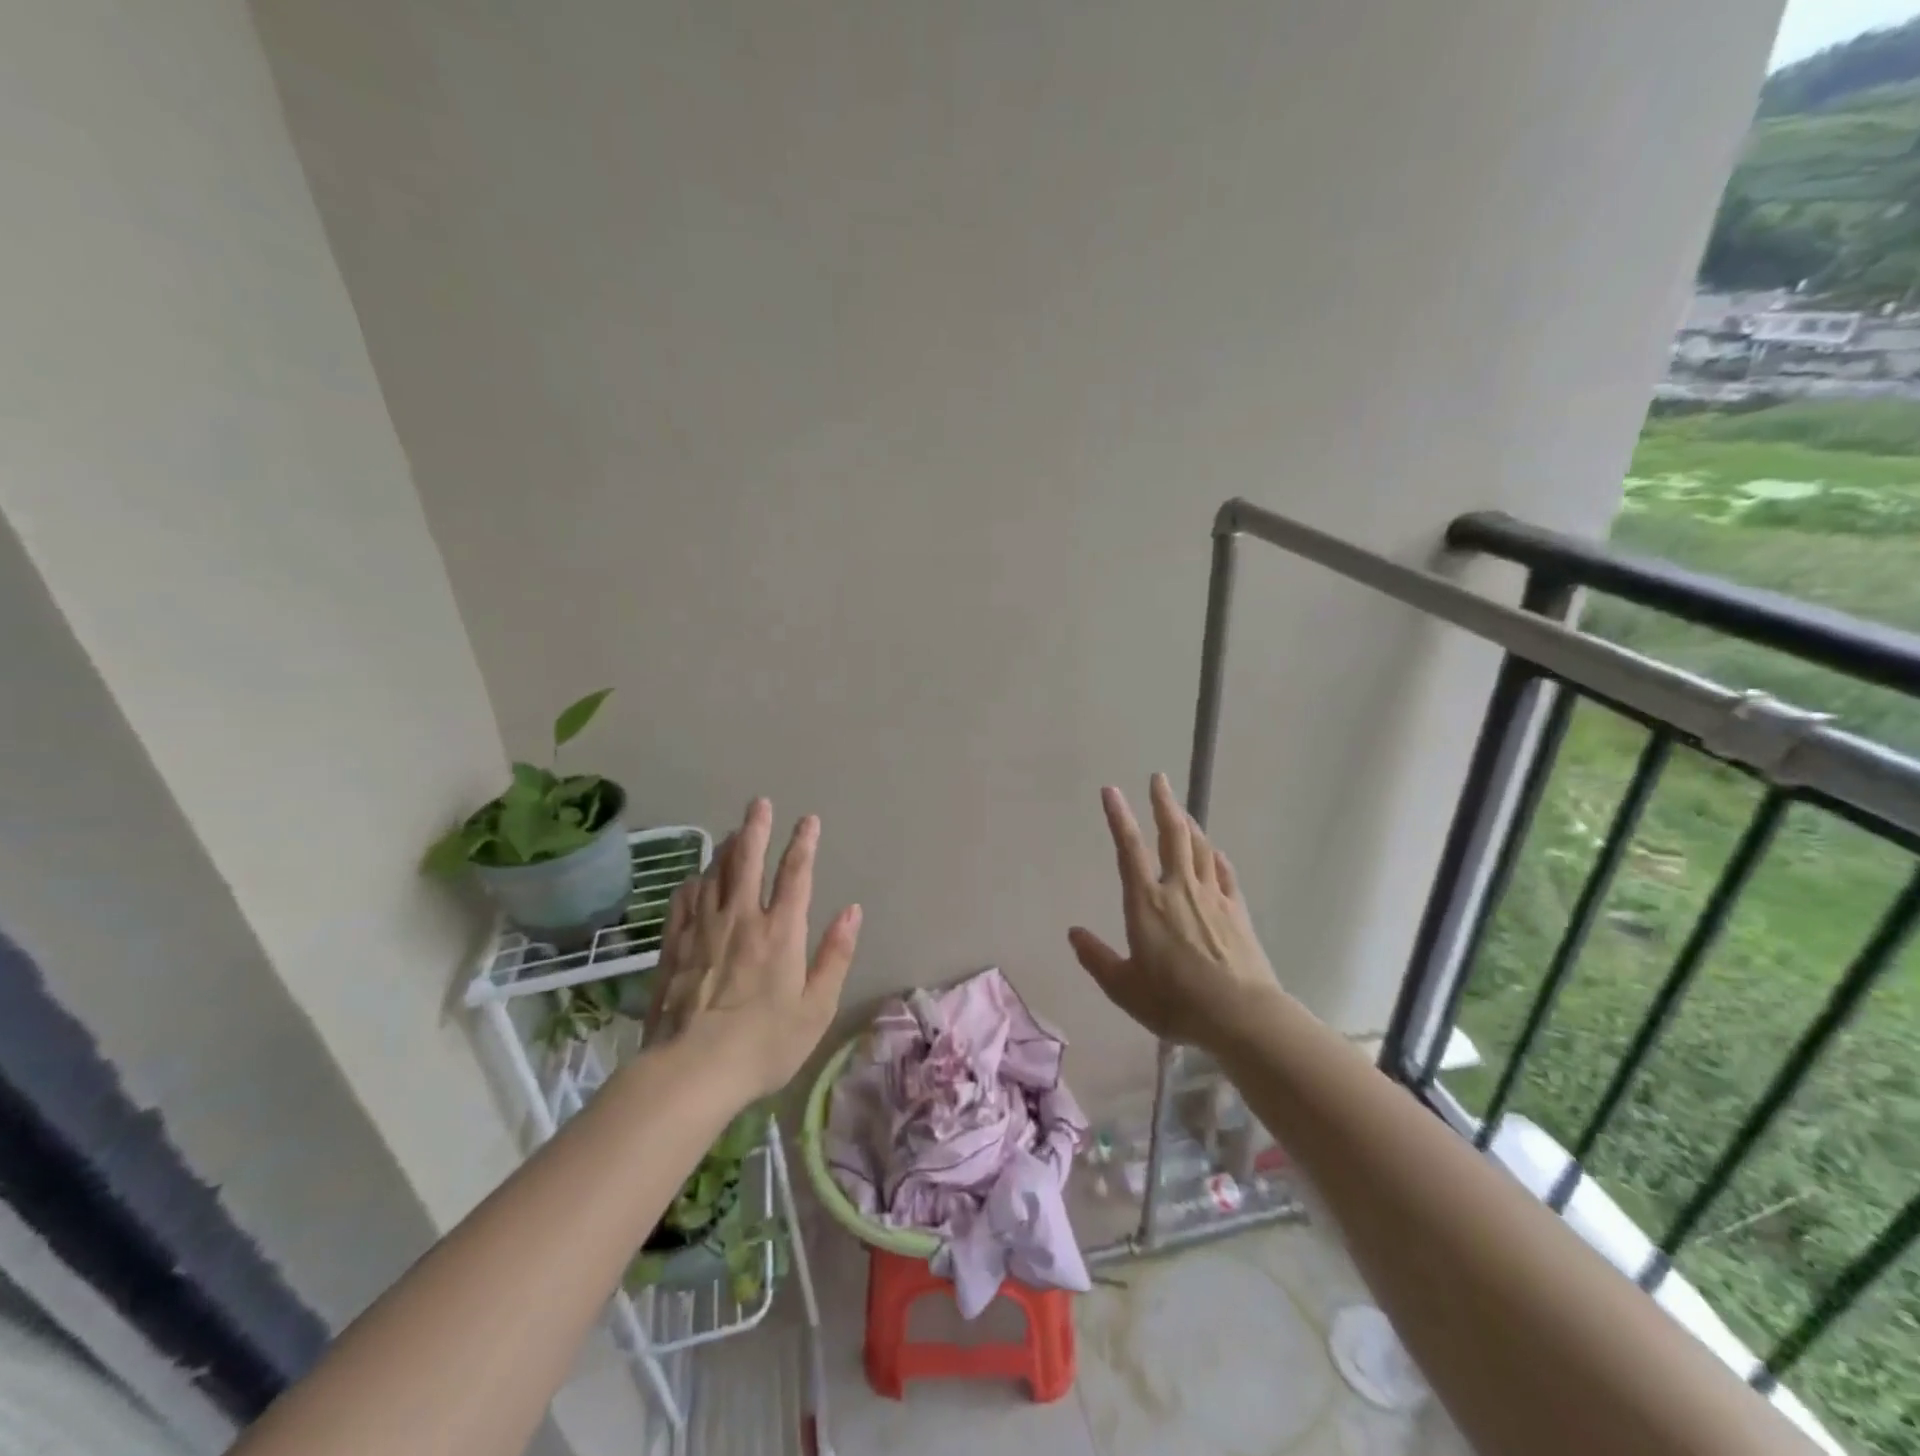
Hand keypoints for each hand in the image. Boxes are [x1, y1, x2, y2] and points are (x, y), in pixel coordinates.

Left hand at [650, 799, 861, 1099]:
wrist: (692, 1071)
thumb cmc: (765, 1044)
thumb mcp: (817, 1006)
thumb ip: (836, 955)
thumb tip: (852, 911)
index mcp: (781, 931)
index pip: (795, 874)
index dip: (803, 844)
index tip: (808, 820)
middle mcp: (741, 919)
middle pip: (747, 861)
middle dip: (756, 828)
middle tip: (759, 803)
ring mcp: (702, 930)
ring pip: (714, 876)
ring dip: (726, 850)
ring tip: (733, 834)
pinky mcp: (673, 947)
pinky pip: (683, 903)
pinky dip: (693, 884)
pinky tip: (695, 879)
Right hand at [1068, 773, 1282, 1051]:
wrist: (1241, 1015)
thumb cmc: (1175, 1002)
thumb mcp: (1124, 988)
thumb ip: (1096, 958)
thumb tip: (1074, 933)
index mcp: (1147, 903)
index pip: (1129, 848)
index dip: (1118, 816)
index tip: (1111, 790)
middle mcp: (1179, 889)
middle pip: (1173, 834)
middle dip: (1163, 803)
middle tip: (1159, 778)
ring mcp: (1212, 897)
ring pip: (1199, 847)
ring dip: (1188, 823)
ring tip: (1180, 809)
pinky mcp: (1237, 911)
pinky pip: (1224, 872)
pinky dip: (1215, 856)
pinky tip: (1213, 852)